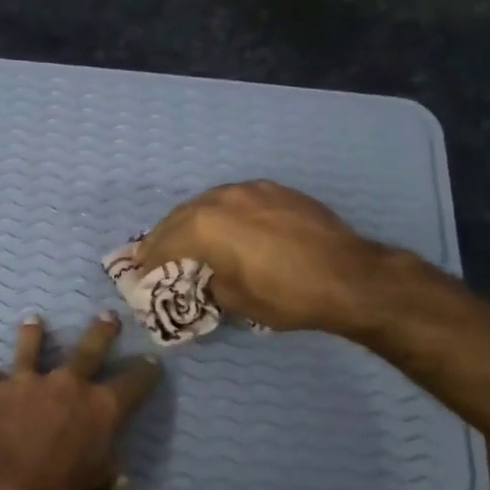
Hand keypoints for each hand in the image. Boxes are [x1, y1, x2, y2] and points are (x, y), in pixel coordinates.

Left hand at [0, 313, 162, 489]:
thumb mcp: (89, 485)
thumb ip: (104, 472)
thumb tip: (119, 478)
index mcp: (102, 408)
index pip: (133, 383)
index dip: (145, 372)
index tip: (152, 362)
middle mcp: (69, 384)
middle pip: (90, 349)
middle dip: (102, 332)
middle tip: (107, 315)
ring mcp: (30, 381)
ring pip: (34, 348)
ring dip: (35, 334)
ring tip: (35, 320)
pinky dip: (1, 380)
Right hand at [134, 180, 393, 332]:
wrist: (350, 276)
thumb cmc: (287, 295)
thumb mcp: (236, 300)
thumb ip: (210, 283)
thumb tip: (206, 277)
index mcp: (205, 225)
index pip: (164, 242)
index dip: (148, 260)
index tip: (139, 273)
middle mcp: (221, 198)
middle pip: (180, 216)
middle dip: (163, 236)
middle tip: (152, 254)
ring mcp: (251, 189)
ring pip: (207, 202)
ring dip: (191, 220)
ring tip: (184, 237)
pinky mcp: (275, 190)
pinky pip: (234, 198)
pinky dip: (220, 212)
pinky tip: (224, 225)